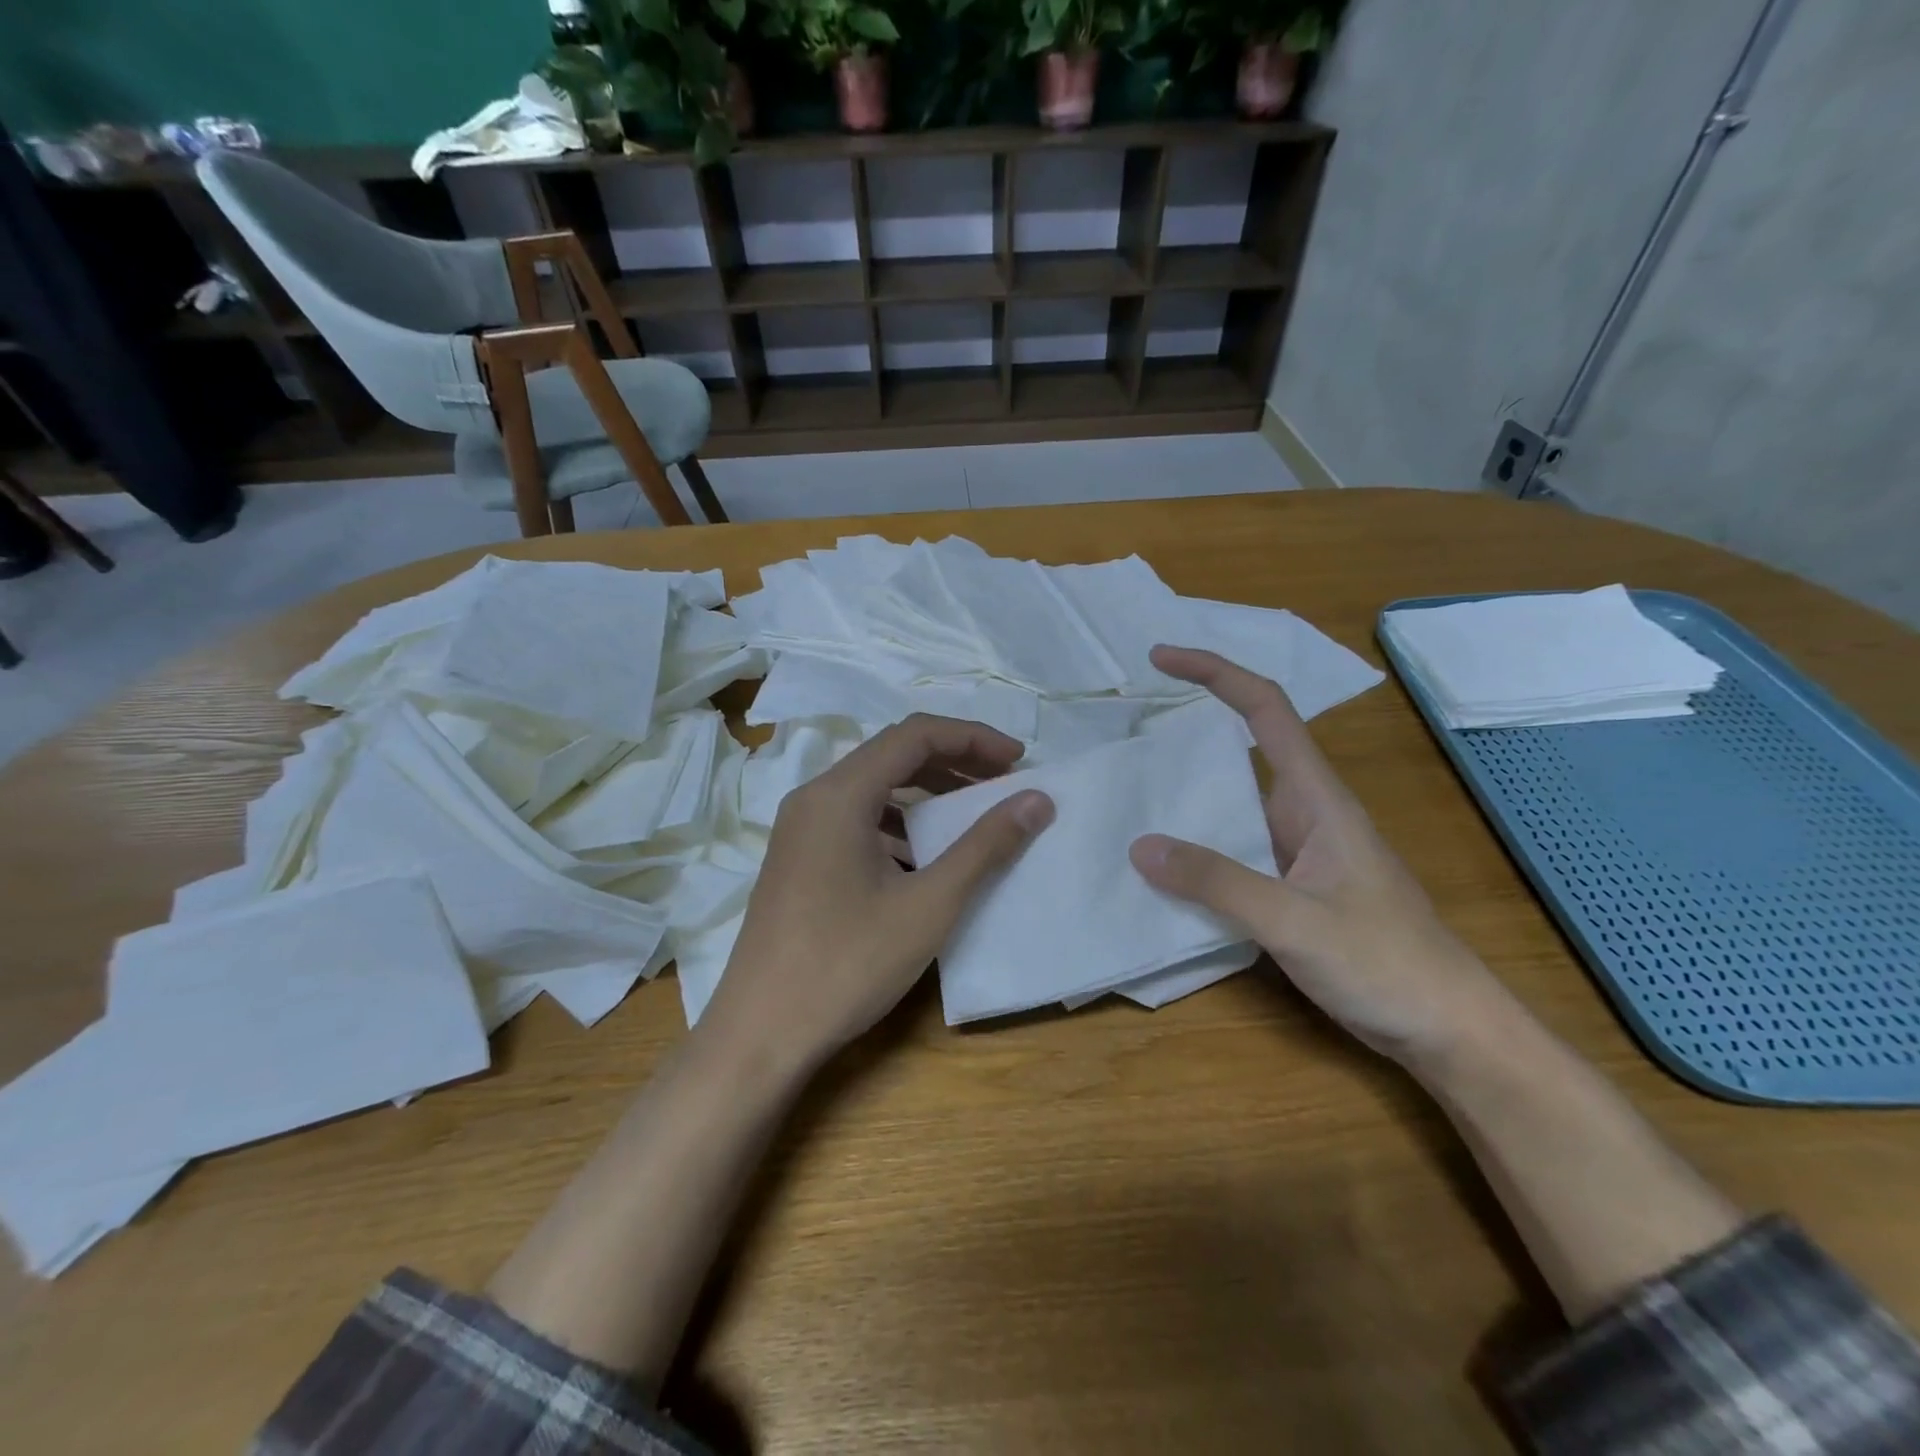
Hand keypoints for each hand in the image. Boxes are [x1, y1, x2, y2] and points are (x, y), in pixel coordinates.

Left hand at [703, 714, 1054, 1074]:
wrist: (760, 1036)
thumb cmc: (847, 964)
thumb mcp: (928, 904)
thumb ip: (985, 845)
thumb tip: (1037, 799)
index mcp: (839, 794)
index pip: (915, 735)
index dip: (973, 738)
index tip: (1018, 760)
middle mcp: (813, 798)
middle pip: (892, 755)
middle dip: (954, 761)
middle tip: (1004, 784)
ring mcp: (800, 830)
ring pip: (874, 789)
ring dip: (926, 793)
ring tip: (972, 816)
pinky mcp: (798, 860)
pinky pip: (856, 820)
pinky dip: (899, 823)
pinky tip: (924, 858)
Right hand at [1129, 646, 1514, 1068]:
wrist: (1447, 1028)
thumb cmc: (1386, 963)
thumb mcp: (1295, 921)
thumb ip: (1218, 882)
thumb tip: (1140, 846)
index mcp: (1316, 798)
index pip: (1265, 709)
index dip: (1215, 673)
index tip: (1161, 659)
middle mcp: (1304, 812)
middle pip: (1241, 749)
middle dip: (1187, 731)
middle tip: (1126, 733)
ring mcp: (1298, 851)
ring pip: (1232, 805)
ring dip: (1185, 796)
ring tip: (1127, 796)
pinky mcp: (1291, 887)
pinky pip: (1232, 850)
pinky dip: (1195, 846)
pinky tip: (1162, 867)